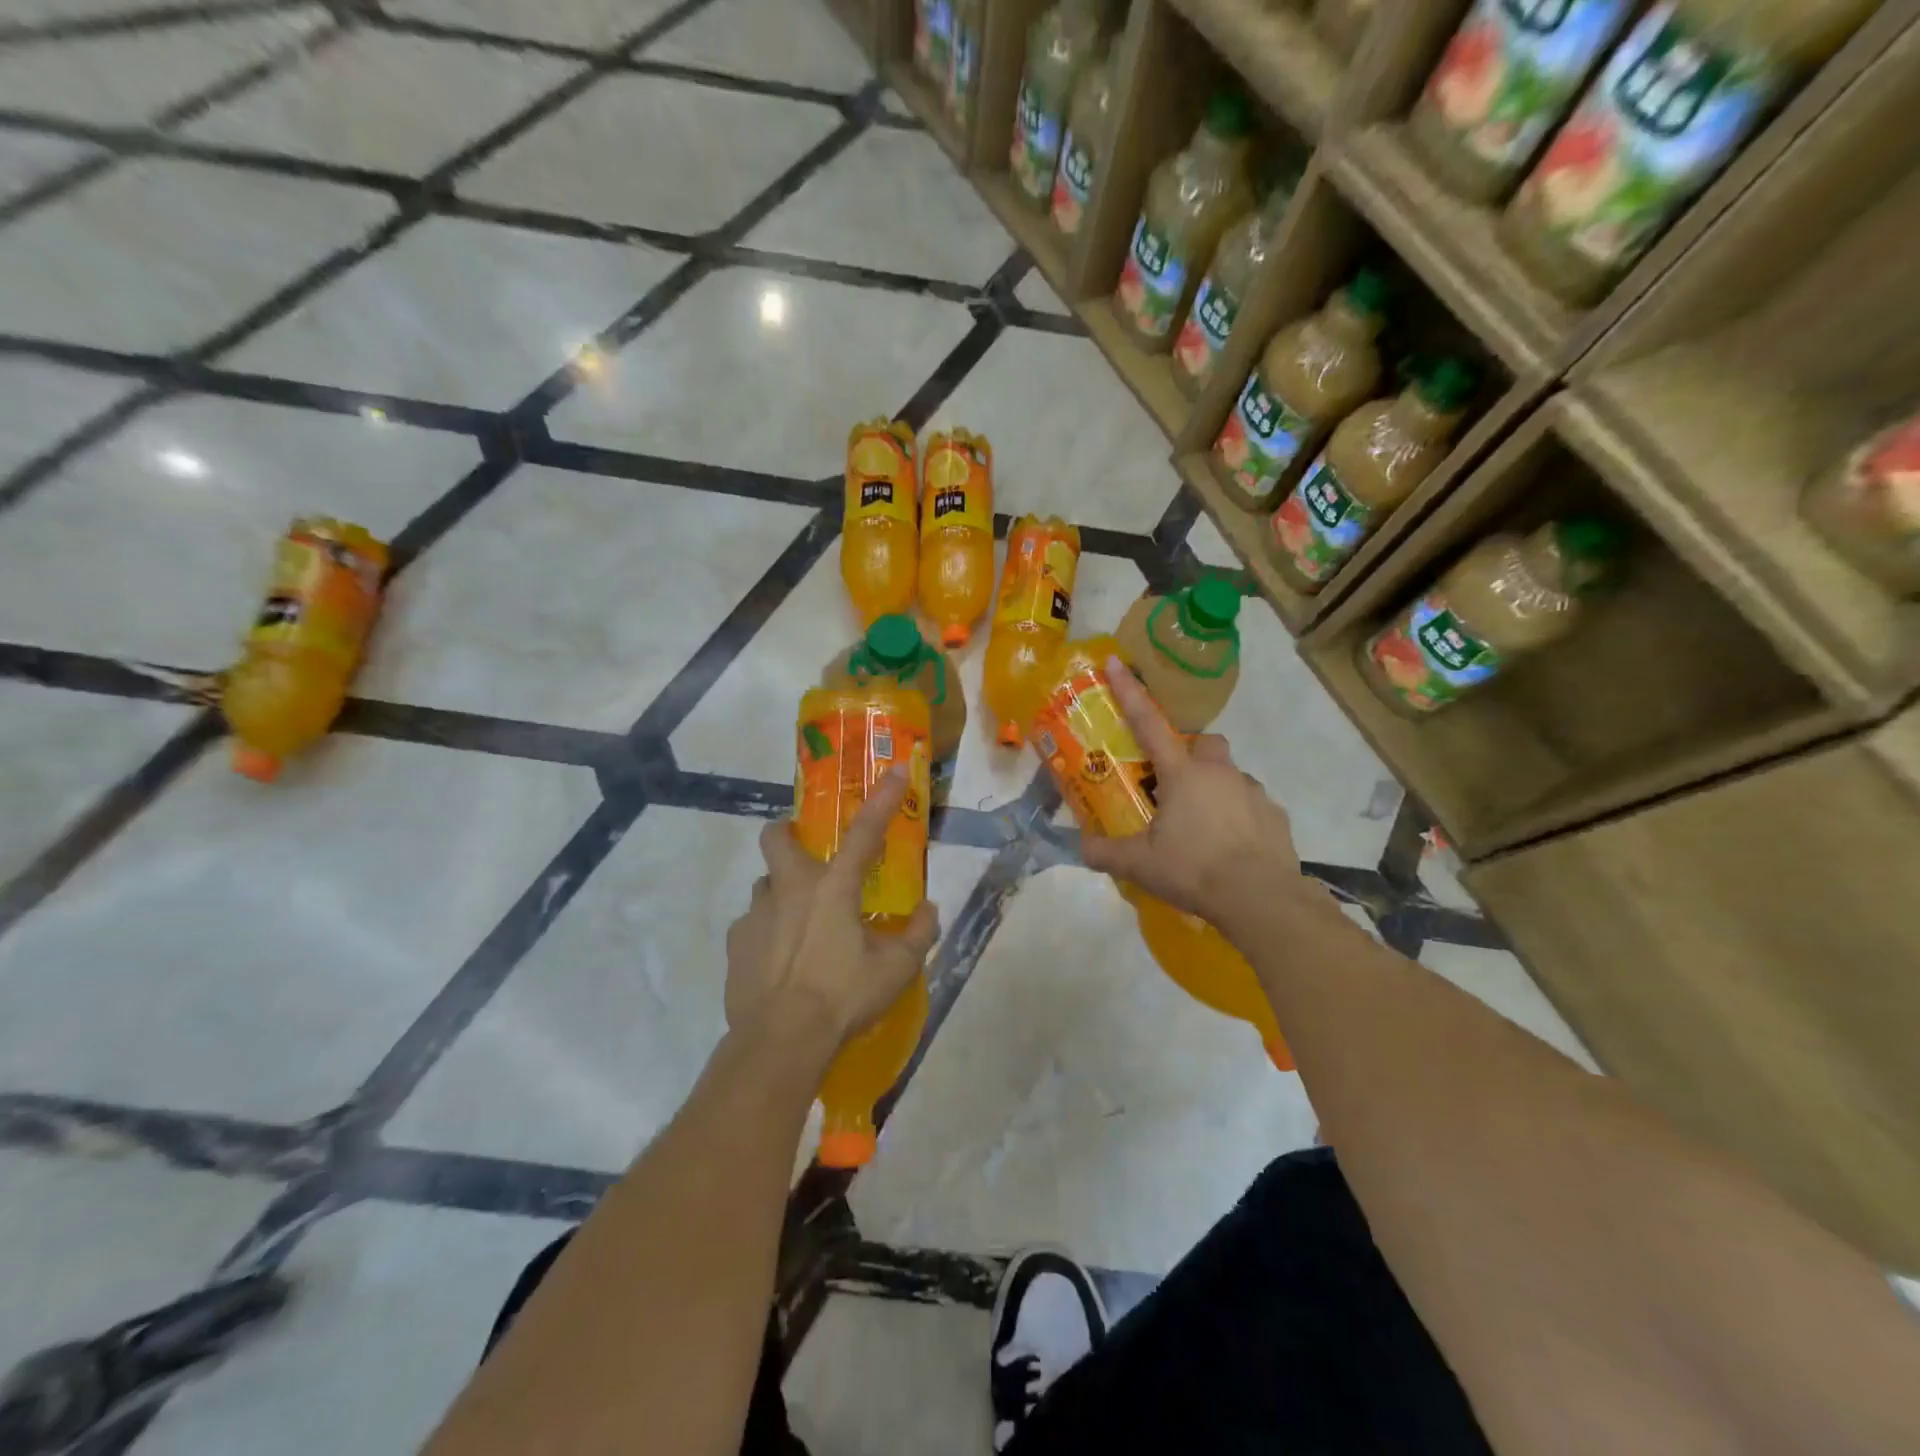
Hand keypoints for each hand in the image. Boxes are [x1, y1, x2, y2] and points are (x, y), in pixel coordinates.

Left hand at [725, 766, 939, 1051]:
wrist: (780, 1041)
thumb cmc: (843, 997)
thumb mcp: (896, 969)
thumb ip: (918, 934)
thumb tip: (928, 910)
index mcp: (833, 887)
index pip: (864, 832)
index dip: (883, 799)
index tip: (895, 770)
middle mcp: (789, 889)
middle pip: (777, 837)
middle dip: (788, 832)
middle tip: (808, 852)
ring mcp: (755, 915)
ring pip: (765, 885)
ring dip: (782, 893)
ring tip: (800, 925)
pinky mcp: (735, 944)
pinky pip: (751, 925)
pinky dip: (767, 932)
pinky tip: (780, 961)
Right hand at [1080, 657, 1324, 937]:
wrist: (1260, 898)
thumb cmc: (1193, 869)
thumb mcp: (1140, 864)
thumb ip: (1105, 853)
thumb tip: (1080, 848)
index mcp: (1182, 775)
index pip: (1148, 724)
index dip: (1129, 692)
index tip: (1115, 662)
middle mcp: (1219, 773)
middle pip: (1204, 742)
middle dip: (1190, 753)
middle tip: (1174, 785)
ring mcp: (1252, 792)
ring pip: (1231, 774)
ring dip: (1215, 788)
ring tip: (1202, 826)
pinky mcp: (1275, 815)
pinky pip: (1252, 804)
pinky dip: (1239, 816)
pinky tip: (1230, 846)